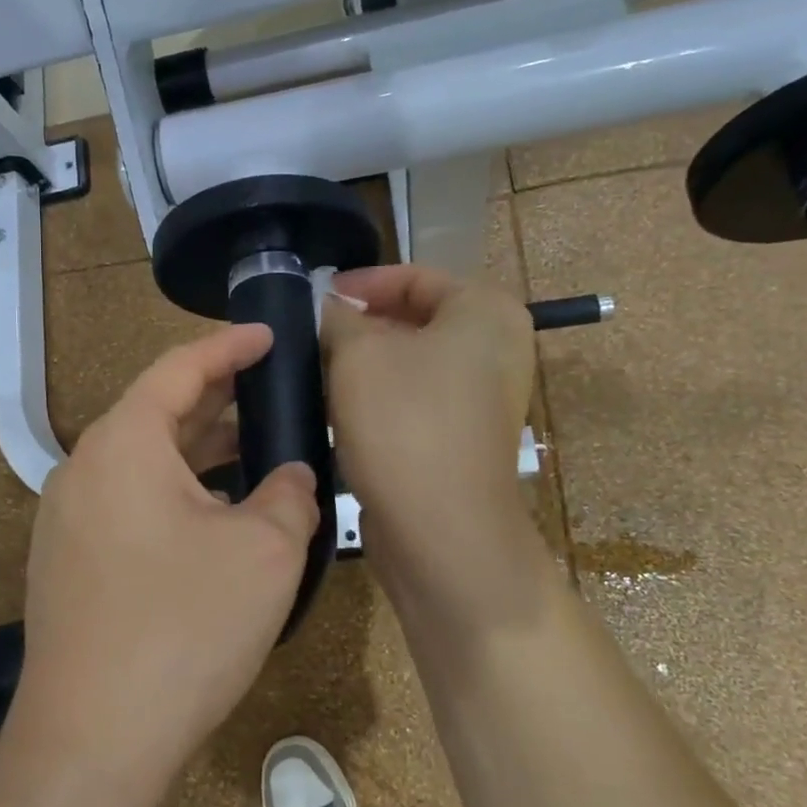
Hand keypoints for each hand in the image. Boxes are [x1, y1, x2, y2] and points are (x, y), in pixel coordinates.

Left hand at [11, 325, 320, 789]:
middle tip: (271, 390)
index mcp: (123, 443)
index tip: (270, 336)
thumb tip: (289, 476)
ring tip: (253, 449)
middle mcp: (84, 469)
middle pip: (157, 412)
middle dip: (218, 398)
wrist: (91, 742)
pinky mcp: (68, 563)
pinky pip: (129, 502)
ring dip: (198, 452)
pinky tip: (214, 516)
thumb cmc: (183, 628)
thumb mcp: (265, 551)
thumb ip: (289, 493)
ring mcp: (68, 519)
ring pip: (144, 462)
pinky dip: (175, 492)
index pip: (179, 368)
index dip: (229, 346)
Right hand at [322, 266, 538, 581]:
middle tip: (310, 335)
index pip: (414, 277)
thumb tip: (330, 308)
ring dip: (364, 364)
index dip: (361, 283)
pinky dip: (379, 397)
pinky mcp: (463, 437)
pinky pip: (415, 399)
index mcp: (485, 312)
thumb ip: (339, 316)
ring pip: (411, 362)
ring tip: (316, 370)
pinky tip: (338, 408)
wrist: (442, 529)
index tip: (316, 298)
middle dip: (359, 325)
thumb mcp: (358, 352)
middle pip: (414, 319)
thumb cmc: (404, 421)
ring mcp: (483, 397)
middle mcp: (495, 348)